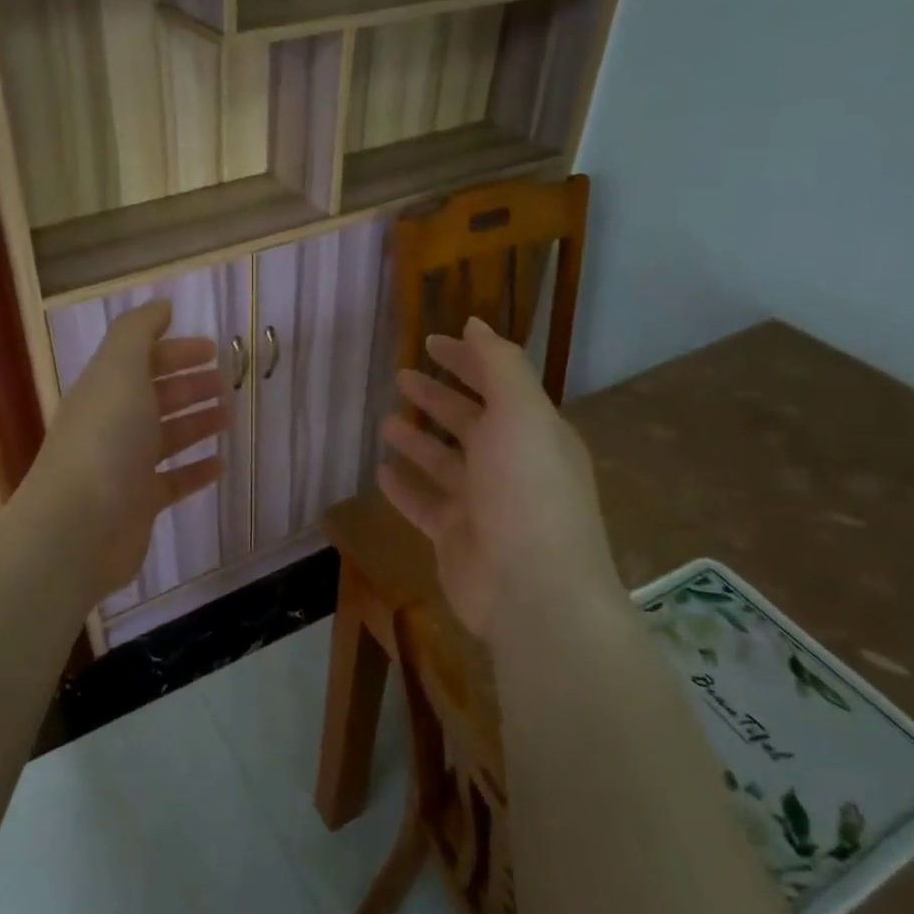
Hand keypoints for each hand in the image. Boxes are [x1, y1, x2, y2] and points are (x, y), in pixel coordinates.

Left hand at [19, 300, 228, 605]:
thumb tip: (161, 305)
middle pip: (155, 397)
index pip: (141, 360)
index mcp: (105, 389)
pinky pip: (173, 481)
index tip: (214, 349)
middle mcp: (112, 424)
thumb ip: (139, 332)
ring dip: (196, 423)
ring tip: (229, 416)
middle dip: (189, 386)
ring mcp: (124, 466)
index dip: (176, 351)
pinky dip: (196, 469)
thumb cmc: (104, 440)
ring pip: (166, 437)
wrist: (78, 527)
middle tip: (227, 383)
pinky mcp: (138, 504)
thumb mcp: (120, 370)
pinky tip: (221, 464)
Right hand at [378, 317, 621, 637]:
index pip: (497, 383)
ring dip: (417, 441)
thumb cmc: (527, 491)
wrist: (531, 590)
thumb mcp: (522, 413)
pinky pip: (424, 504)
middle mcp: (509, 464)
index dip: (466, 359)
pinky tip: (380, 471)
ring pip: (444, 462)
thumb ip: (500, 365)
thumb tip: (475, 322)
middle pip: (468, 421)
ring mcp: (482, 504)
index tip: (430, 341)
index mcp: (533, 431)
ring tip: (386, 421)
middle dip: (437, 397)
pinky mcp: (455, 537)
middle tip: (400, 376)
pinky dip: (404, 487)